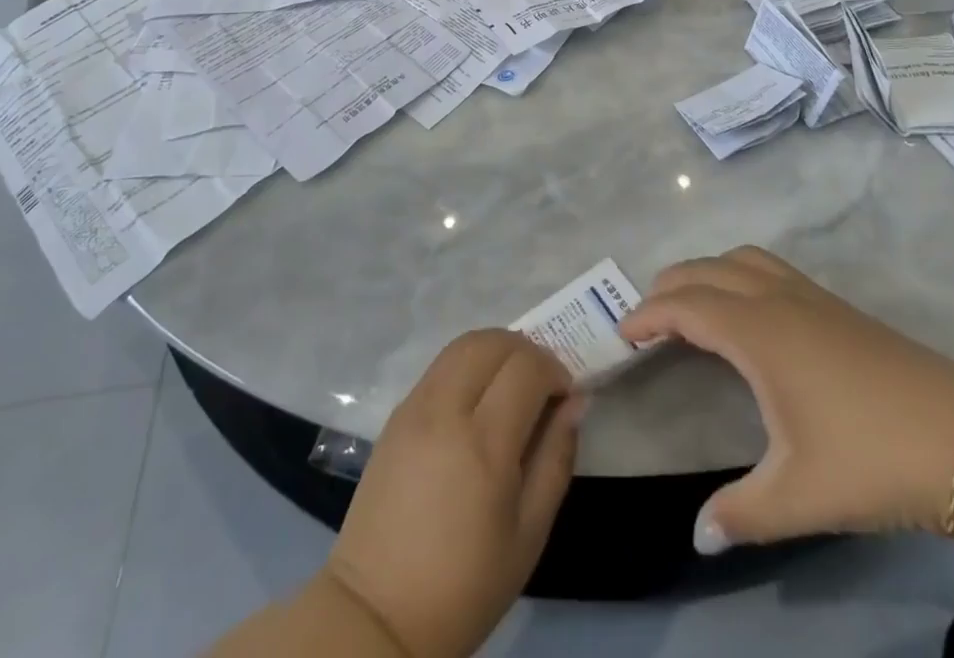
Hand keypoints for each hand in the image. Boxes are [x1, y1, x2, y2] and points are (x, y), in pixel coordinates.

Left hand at [320, 330, 581, 657]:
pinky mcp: (397, 412)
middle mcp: (446, 409)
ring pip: (463, 343)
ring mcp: (415, 405)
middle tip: (542, 382)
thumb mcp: (529, 534)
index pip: (526, 367)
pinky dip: (468, 363)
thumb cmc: (465, 583)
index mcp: (483, 443)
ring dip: (496, 349)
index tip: (565, 394)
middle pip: (492, 341)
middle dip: (527, 350)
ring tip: (512, 384)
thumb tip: (575, 402)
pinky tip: (478, 398)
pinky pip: (440, 365)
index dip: (554, 369)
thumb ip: (556, 458)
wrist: (378, 611)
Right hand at [619, 246, 953, 552]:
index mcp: (757, 331)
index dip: (647, 315)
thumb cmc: (872, 459)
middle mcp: (774, 298)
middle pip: (704, 270)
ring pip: (738, 258)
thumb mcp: (800, 496)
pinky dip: (735, 272)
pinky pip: (765, 266)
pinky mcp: (832, 301)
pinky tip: (746, 310)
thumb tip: (697, 537)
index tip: (622, 334)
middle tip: (646, 321)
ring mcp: (807, 294)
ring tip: (689, 304)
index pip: (684, 306)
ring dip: (704, 272)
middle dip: (667, 287)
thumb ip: (741, 514)